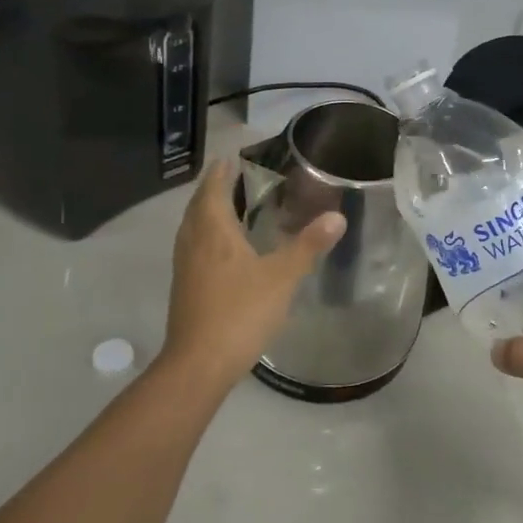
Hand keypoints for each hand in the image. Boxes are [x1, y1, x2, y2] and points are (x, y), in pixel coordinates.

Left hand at [160, 159, 345, 390]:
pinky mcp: (184, 288)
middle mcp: (193, 242)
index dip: (220, 172)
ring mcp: (184, 266)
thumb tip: (337, 216)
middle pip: (198, 206)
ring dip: (205, 213)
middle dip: (212, 189)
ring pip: (192, 228)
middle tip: (232, 179)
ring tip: (227, 208)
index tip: (230, 158)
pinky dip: (205, 236)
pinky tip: (222, 251)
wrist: (199, 364)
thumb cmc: (240, 312)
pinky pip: (193, 248)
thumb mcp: (282, 277)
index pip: (212, 189)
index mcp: (213, 231)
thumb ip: (308, 246)